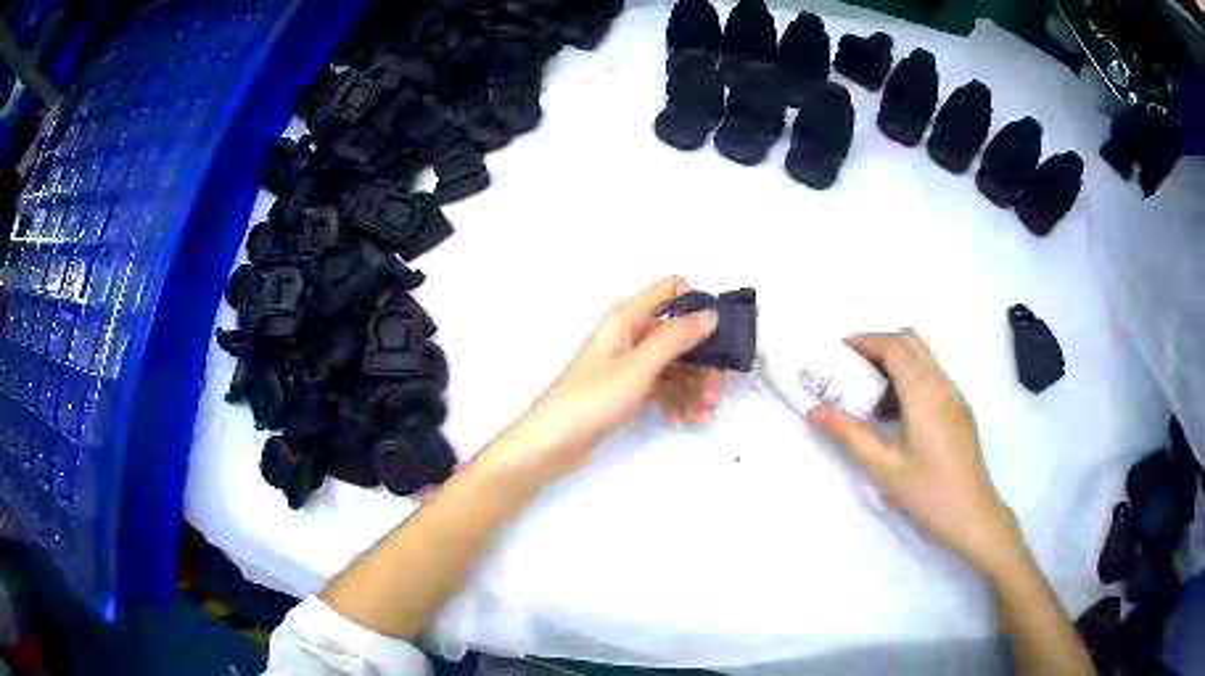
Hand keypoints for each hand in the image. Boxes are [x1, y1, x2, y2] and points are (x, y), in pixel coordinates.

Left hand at [480, 277, 721, 485]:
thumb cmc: (592, 400)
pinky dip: (676, 401)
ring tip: (699, 416)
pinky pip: (663, 387)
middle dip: (702, 362)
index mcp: (628, 318)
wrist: (551, 444)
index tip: (718, 337)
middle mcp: (631, 335)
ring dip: (693, 388)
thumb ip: (676, 338)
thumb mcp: (638, 367)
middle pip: (681, 335)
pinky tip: (681, 422)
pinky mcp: (629, 391)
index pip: (672, 290)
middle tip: (713, 395)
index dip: (698, 307)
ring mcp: (630, 365)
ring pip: (676, 365)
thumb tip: (710, 313)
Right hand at [807, 329, 1022, 575]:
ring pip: (924, 356)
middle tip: (854, 369)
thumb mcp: (881, 466)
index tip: (839, 350)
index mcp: (923, 392)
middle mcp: (942, 383)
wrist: (971, 513)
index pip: (893, 346)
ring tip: (873, 396)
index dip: (865, 341)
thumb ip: (847, 433)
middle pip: (910, 341)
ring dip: (896, 361)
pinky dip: (911, 377)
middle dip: (880, 344)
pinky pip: (933, 375)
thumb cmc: (926, 490)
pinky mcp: (959, 409)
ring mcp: (954, 395)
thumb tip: (813, 411)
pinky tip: (899, 415)